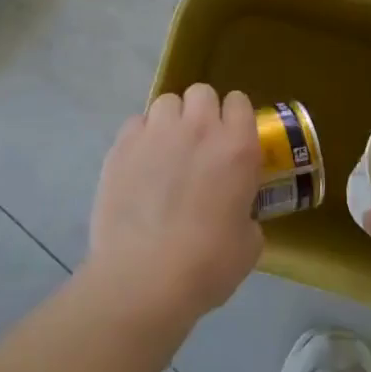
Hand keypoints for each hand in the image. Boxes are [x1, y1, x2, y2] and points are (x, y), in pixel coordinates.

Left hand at [85, 84, 263, 330]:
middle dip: (202, 112)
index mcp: (237, 146)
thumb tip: (237, 213)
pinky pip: (136, 123)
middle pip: (201, 92)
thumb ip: (246, 213)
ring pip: (166, 102)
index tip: (231, 140)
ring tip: (165, 152)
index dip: (235, 118)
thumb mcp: (248, 243)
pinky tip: (139, 166)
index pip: (239, 102)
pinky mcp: (122, 145)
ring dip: (170, 121)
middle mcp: (198, 127)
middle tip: (198, 145)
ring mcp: (157, 132)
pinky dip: (141, 137)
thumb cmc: (206, 265)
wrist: (144, 279)